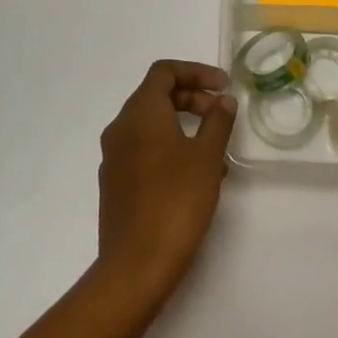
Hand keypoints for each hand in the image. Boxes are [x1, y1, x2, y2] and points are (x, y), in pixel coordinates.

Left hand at [95, 60, 237, 308]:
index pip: (164, 72)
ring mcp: (114, 157)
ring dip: (184, 127)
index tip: (223, 86)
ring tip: (216, 151)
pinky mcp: (115, 184)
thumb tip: (222, 101)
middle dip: (192, 99)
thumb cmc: (175, 201)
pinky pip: (145, 151)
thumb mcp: (206, 157)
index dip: (196, 72)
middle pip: (156, 96)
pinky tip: (196, 177)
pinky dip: (171, 149)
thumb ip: (217, 122)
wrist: (136, 265)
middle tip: (221, 115)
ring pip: (152, 126)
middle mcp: (121, 128)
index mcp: (140, 113)